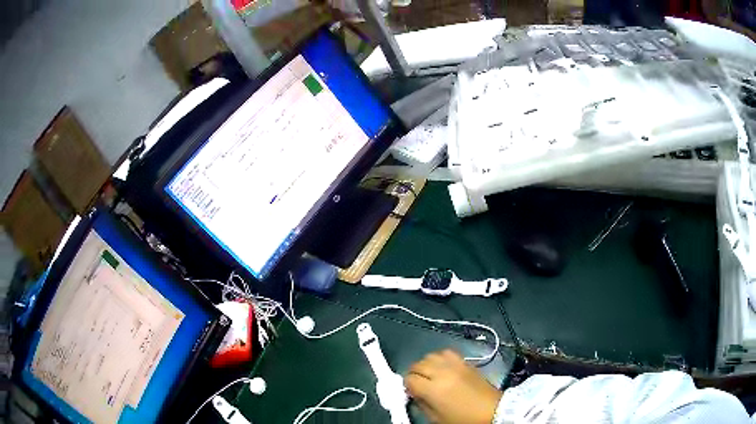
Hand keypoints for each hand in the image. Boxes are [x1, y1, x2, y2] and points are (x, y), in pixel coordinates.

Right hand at [405, 350, 501, 423]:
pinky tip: (442, 367)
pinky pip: (447, 352)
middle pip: (418, 364)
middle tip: (418, 384)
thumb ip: (422, 404)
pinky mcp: (465, 362)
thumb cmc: (463, 419)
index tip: (411, 392)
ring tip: (429, 374)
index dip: (407, 386)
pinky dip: (440, 358)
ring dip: (426, 364)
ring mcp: (455, 365)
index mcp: (433, 389)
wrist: (492, 410)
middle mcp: (442, 373)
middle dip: (414, 374)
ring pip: (430, 355)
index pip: (410, 379)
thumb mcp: (437, 418)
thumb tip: (414, 394)